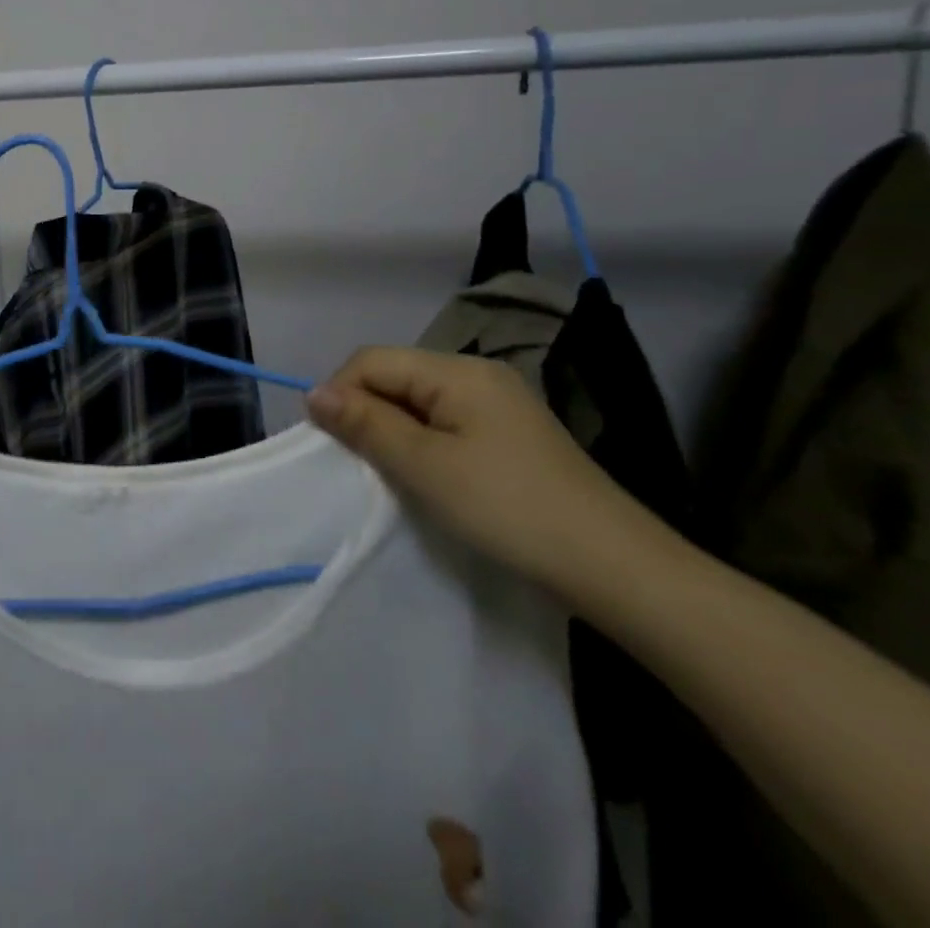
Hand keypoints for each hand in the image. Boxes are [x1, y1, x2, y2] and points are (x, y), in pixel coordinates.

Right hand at [305, 347, 643, 595]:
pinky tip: (426, 476)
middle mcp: (477, 374)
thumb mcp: (425, 465)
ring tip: (390, 473)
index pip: (372, 360)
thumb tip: (313, 393)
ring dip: (392, 431)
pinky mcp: (510, 435)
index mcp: (457, 370)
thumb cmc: (508, 509)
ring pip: (417, 401)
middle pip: (395, 376)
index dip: (341, 393)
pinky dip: (421, 443)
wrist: (616, 569)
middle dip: (366, 412)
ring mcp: (498, 404)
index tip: (331, 443)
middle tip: (359, 463)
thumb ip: (366, 424)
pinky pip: (444, 422)